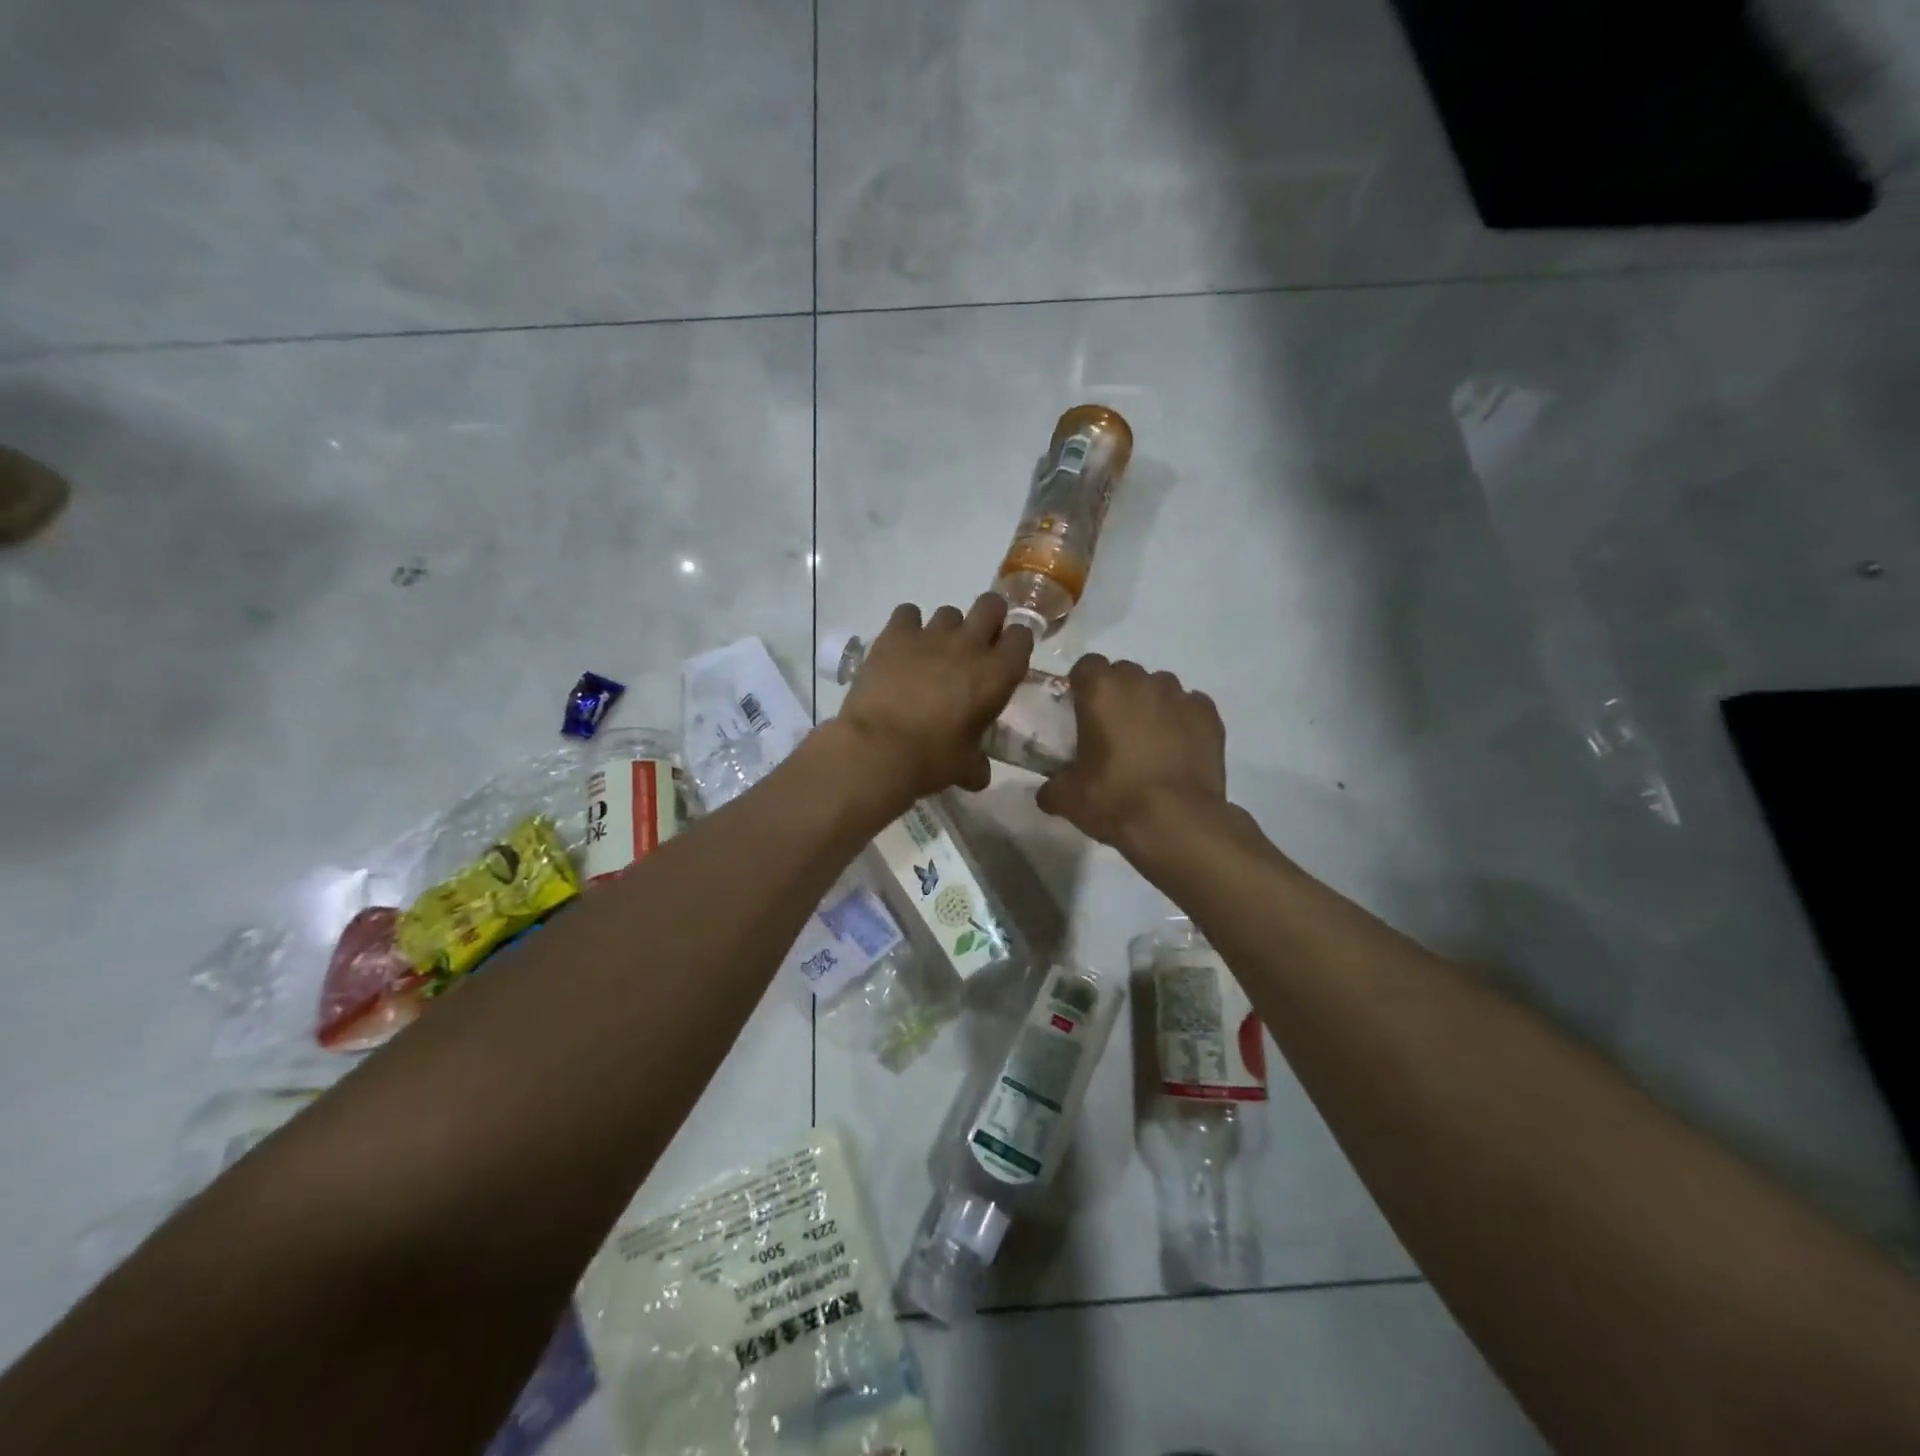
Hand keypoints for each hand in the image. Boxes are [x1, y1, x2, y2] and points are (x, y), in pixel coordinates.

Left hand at [836, 595, 1034, 799]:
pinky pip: (908, 613)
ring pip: (949, 611)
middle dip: (988, 619)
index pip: (1021, 636)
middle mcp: (969, 645)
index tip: (1005, 658)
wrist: (878, 749)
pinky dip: (908, 626)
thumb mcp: (964, 766)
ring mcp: (931, 635)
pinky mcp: (895, 635)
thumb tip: (978, 774)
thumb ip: (976, 764)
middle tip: (976, 644)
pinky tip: (902, 646)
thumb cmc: (931, 759)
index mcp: (997, 674)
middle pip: (991, 605)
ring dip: (947, 629)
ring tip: (933, 654)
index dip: (1014, 644)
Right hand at [1036, 656, 1228, 851]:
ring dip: (1150, 704)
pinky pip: (1191, 706)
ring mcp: (1180, 696)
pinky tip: (1177, 747)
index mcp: (1102, 690)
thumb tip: (1047, 791)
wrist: (1178, 823)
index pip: (1086, 665)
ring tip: (1148, 740)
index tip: (1079, 710)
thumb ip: (1052, 786)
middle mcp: (1142, 682)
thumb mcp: (1068, 799)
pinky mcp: (1210, 716)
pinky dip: (1182, 720)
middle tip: (1111, 728)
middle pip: (1124, 673)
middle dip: (1117, 693)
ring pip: (1160, 687)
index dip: (1082, 685)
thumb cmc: (1115, 800)